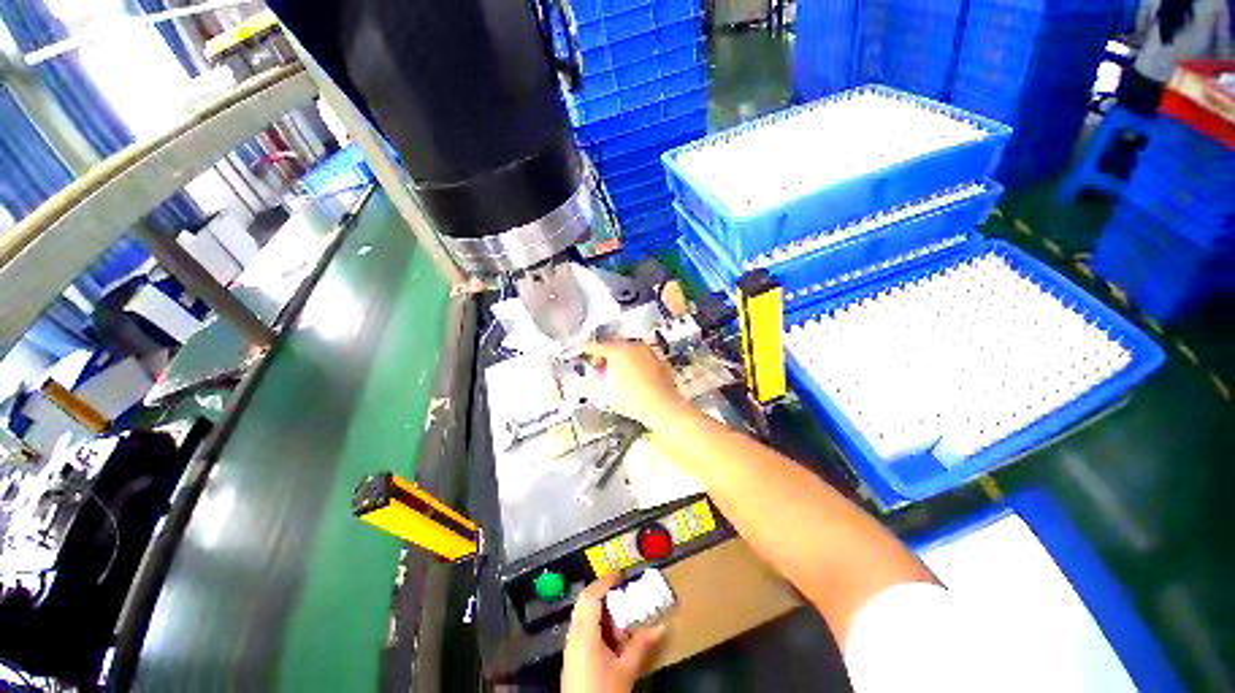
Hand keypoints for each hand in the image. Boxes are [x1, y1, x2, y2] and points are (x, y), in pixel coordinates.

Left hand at [562, 572, 663, 692]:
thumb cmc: (603, 691)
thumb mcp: (626, 670)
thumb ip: (641, 645)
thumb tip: (660, 627)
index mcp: (584, 633)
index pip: (591, 596)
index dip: (604, 581)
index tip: (618, 573)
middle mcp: (574, 635)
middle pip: (584, 603)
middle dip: (602, 595)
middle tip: (620, 594)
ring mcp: (571, 647)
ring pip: (583, 616)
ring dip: (601, 613)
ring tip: (620, 623)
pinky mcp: (572, 658)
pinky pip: (582, 630)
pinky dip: (596, 626)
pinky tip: (611, 640)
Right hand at [581, 341, 689, 429]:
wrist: (663, 406)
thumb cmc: (630, 399)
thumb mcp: (603, 393)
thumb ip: (588, 384)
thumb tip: (582, 380)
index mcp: (617, 349)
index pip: (596, 345)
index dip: (587, 350)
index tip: (581, 353)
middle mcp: (632, 345)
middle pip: (613, 345)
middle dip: (604, 356)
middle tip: (599, 369)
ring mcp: (648, 351)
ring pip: (628, 351)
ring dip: (619, 359)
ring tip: (615, 375)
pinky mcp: (658, 359)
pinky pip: (640, 357)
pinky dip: (633, 363)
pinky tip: (632, 377)